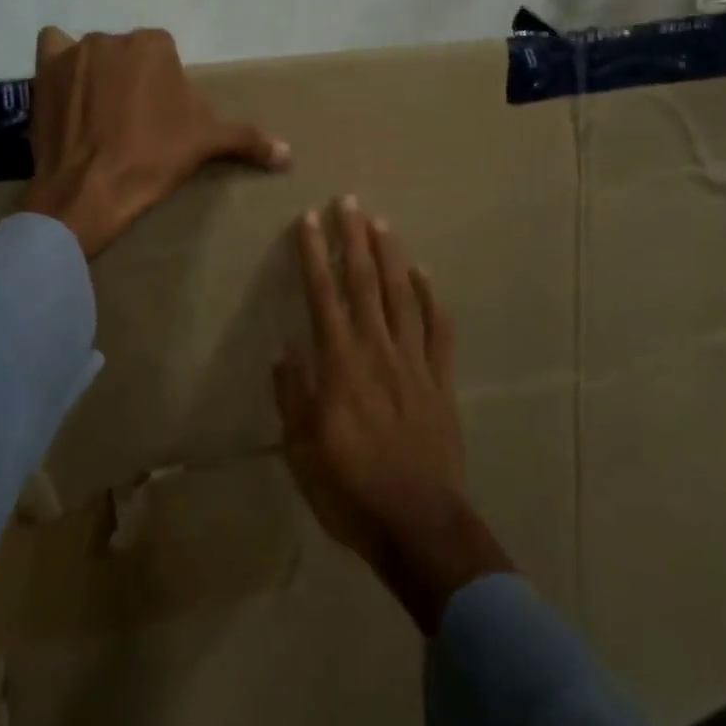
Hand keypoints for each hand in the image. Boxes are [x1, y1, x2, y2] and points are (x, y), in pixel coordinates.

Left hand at [17, 25, 289, 257]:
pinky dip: (60, 61)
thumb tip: (289, 154)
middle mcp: (113, 37)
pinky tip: (67, 87)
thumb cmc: (153, 159)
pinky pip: (53, 48)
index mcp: (155, 44)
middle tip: (132, 119)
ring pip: (93, 53)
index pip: (164, 54)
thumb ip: (248, 139)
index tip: (161, 117)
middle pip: (128, 53)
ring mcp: (74, 51)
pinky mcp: (43, 70)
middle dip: (132, 78)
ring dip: (98, 72)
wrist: (90, 190)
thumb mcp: (206, 144)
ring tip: (99, 113)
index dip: (165, 85)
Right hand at [273, 198, 512, 634]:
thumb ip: (293, 395)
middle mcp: (377, 350)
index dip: (314, 255)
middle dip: (354, 239)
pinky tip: (425, 275)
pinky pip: (438, 331)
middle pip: (364, 283)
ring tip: (381, 224)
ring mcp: (413, 362)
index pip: (323, 295)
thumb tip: (285, 350)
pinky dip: (432, 300)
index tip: (309, 220)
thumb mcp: (302, 449)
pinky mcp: (440, 381)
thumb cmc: (350, 488)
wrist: (418, 524)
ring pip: (402, 297)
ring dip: (391, 257)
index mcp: (340, 363)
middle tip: (349, 202)